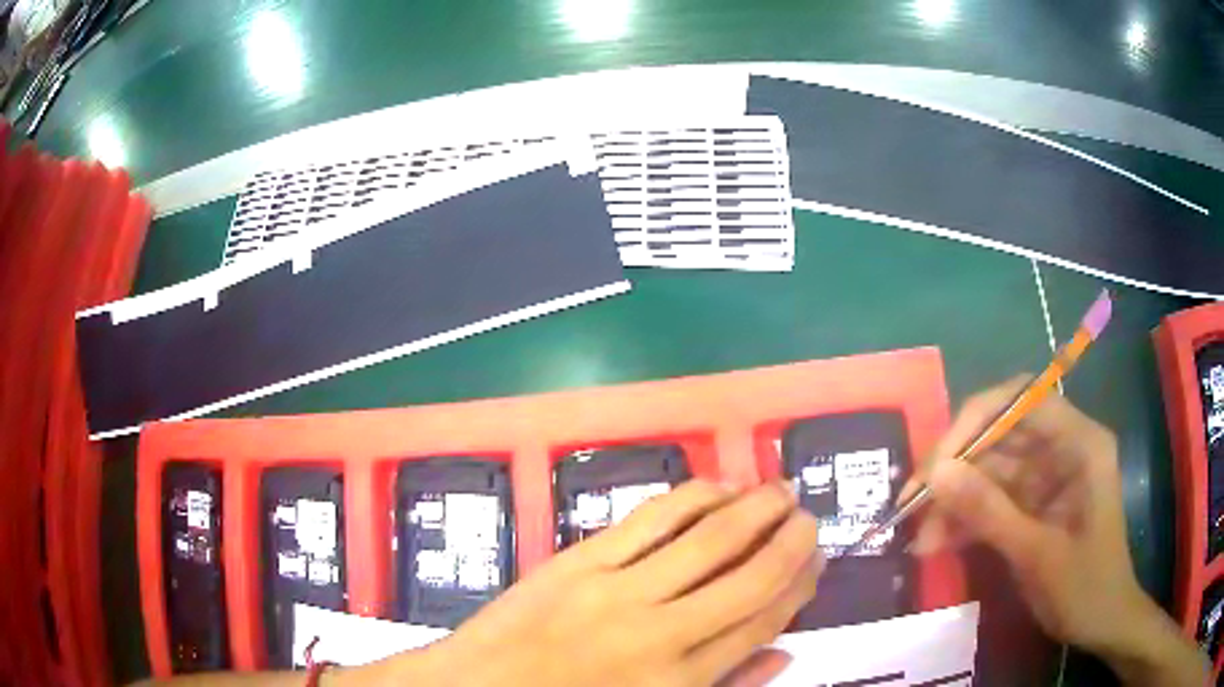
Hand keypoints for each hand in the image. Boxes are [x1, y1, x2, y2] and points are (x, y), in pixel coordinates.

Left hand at [405, 480, 823, 686]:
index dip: (800, 585)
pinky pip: (650, 519)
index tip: (817, 560)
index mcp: (680, 681)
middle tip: (809, 516)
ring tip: (779, 490)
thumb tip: (786, 651)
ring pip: (707, 538)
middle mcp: (659, 632)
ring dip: (753, 507)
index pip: (763, 622)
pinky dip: (693, 497)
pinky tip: (717, 487)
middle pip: (749, 575)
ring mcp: (616, 590)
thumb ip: (726, 685)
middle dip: (791, 540)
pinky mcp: (579, 560)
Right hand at [911, 376, 1207, 684]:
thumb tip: (935, 475)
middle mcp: (1063, 447)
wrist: (1102, 624)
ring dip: (955, 499)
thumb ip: (989, 512)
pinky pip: (994, 499)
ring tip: (920, 537)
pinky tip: (938, 544)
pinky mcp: (1035, 503)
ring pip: (991, 469)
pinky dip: (966, 519)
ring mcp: (1048, 476)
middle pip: (1001, 433)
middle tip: (912, 503)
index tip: (936, 464)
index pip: (1022, 401)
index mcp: (1080, 443)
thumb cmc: (1084, 588)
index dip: (976, 421)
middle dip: (956, 466)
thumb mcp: (1037, 554)